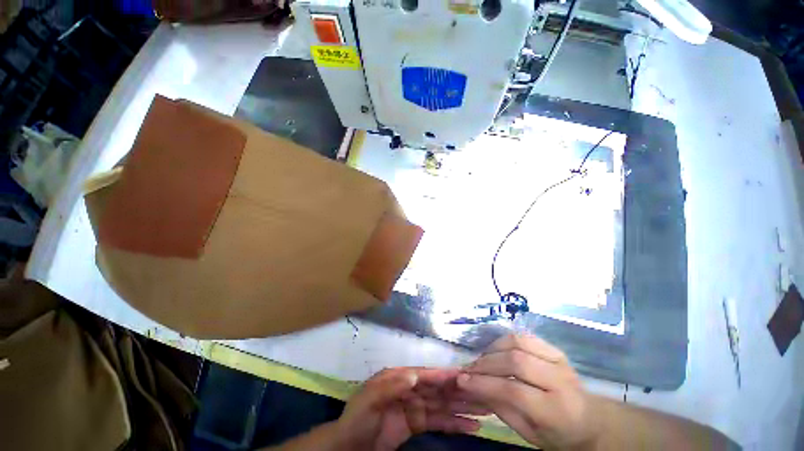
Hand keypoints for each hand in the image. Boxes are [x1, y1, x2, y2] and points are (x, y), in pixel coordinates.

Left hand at [335, 367, 483, 450]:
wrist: (350, 446)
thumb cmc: (358, 418)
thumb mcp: (370, 400)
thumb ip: (390, 386)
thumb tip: (414, 375)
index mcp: (398, 377)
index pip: (424, 375)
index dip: (443, 375)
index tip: (464, 375)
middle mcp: (410, 388)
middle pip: (438, 388)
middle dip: (459, 390)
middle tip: (484, 391)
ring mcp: (415, 406)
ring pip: (442, 404)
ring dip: (462, 406)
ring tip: (485, 408)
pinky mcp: (418, 423)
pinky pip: (439, 421)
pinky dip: (455, 423)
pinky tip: (471, 426)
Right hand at [457, 334, 599, 449]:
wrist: (590, 421)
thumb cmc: (557, 434)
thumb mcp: (528, 433)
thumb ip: (500, 408)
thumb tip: (471, 386)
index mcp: (556, 410)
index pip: (513, 391)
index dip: (484, 384)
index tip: (462, 380)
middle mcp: (560, 380)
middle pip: (515, 361)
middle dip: (486, 363)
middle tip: (469, 369)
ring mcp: (559, 360)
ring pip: (518, 342)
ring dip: (493, 348)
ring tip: (482, 360)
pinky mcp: (555, 349)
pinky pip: (524, 336)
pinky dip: (505, 341)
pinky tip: (496, 351)